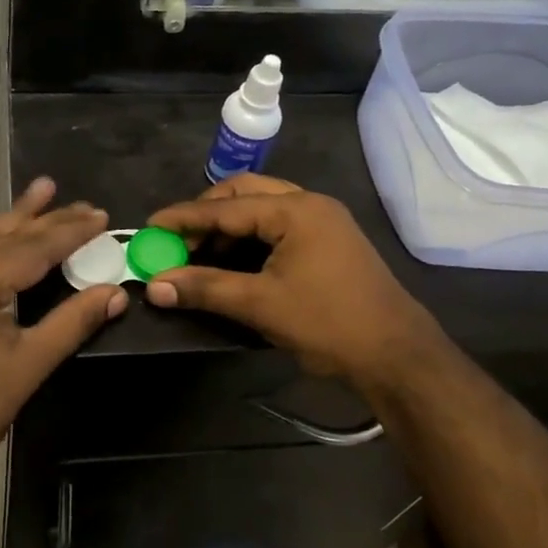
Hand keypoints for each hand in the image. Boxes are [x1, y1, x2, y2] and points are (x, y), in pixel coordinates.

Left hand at [0, 179, 126, 514]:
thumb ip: (73, 322)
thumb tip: (116, 292)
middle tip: (88, 205)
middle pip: (8, 239)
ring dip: (16, 217)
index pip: (32, 249)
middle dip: (49, 223)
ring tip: (44, 185)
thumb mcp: (28, 367)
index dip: (71, 233)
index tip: (103, 216)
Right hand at [143, 175, 449, 393]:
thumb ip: (205, 288)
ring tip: (201, 251)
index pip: (226, 207)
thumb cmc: (327, 323)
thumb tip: (154, 286)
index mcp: (296, 210)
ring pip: (264, 208)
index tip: (150, 226)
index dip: (184, 218)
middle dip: (208, 213)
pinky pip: (279, 225)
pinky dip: (252, 236)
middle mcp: (310, 204)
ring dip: (230, 224)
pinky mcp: (330, 241)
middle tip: (178, 238)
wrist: (397, 355)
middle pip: (246, 193)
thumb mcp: (260, 304)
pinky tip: (234, 259)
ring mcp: (324, 221)